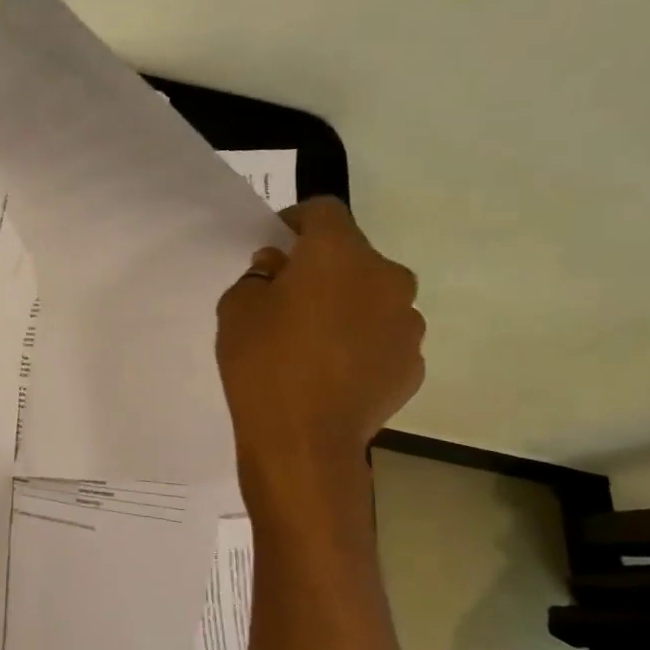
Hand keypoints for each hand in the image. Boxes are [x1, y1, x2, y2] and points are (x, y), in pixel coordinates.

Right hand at [215, 198, 424, 470]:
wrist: (303, 439)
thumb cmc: (262, 361)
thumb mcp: (236, 307)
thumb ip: (259, 275)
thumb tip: (280, 268)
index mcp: (340, 254)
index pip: (324, 210)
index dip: (296, 220)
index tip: (275, 243)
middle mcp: (386, 278)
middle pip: (352, 255)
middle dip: (321, 267)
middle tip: (287, 295)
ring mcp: (407, 323)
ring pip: (371, 297)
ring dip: (345, 304)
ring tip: (311, 339)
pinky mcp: (413, 363)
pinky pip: (382, 336)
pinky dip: (360, 341)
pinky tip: (330, 369)